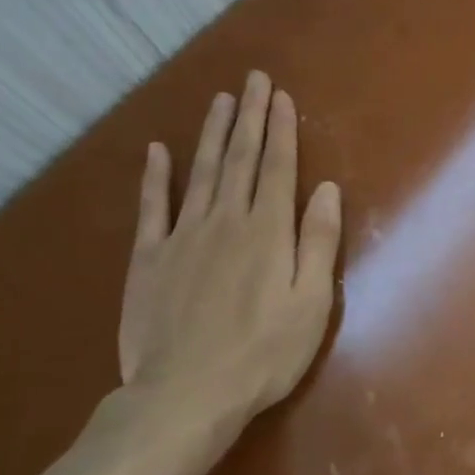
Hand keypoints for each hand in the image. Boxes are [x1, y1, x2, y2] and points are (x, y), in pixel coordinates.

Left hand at [117, 71, 341, 456]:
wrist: (185, 395)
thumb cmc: (263, 353)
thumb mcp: (311, 302)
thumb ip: (317, 241)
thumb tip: (326, 189)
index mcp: (268, 231)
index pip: (278, 167)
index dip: (280, 129)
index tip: (280, 96)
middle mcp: (226, 221)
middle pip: (240, 159)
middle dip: (249, 117)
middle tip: (252, 79)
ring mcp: (183, 237)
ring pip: (201, 173)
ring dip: (212, 134)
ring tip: (220, 101)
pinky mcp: (149, 259)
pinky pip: (152, 209)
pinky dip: (155, 178)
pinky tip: (157, 151)